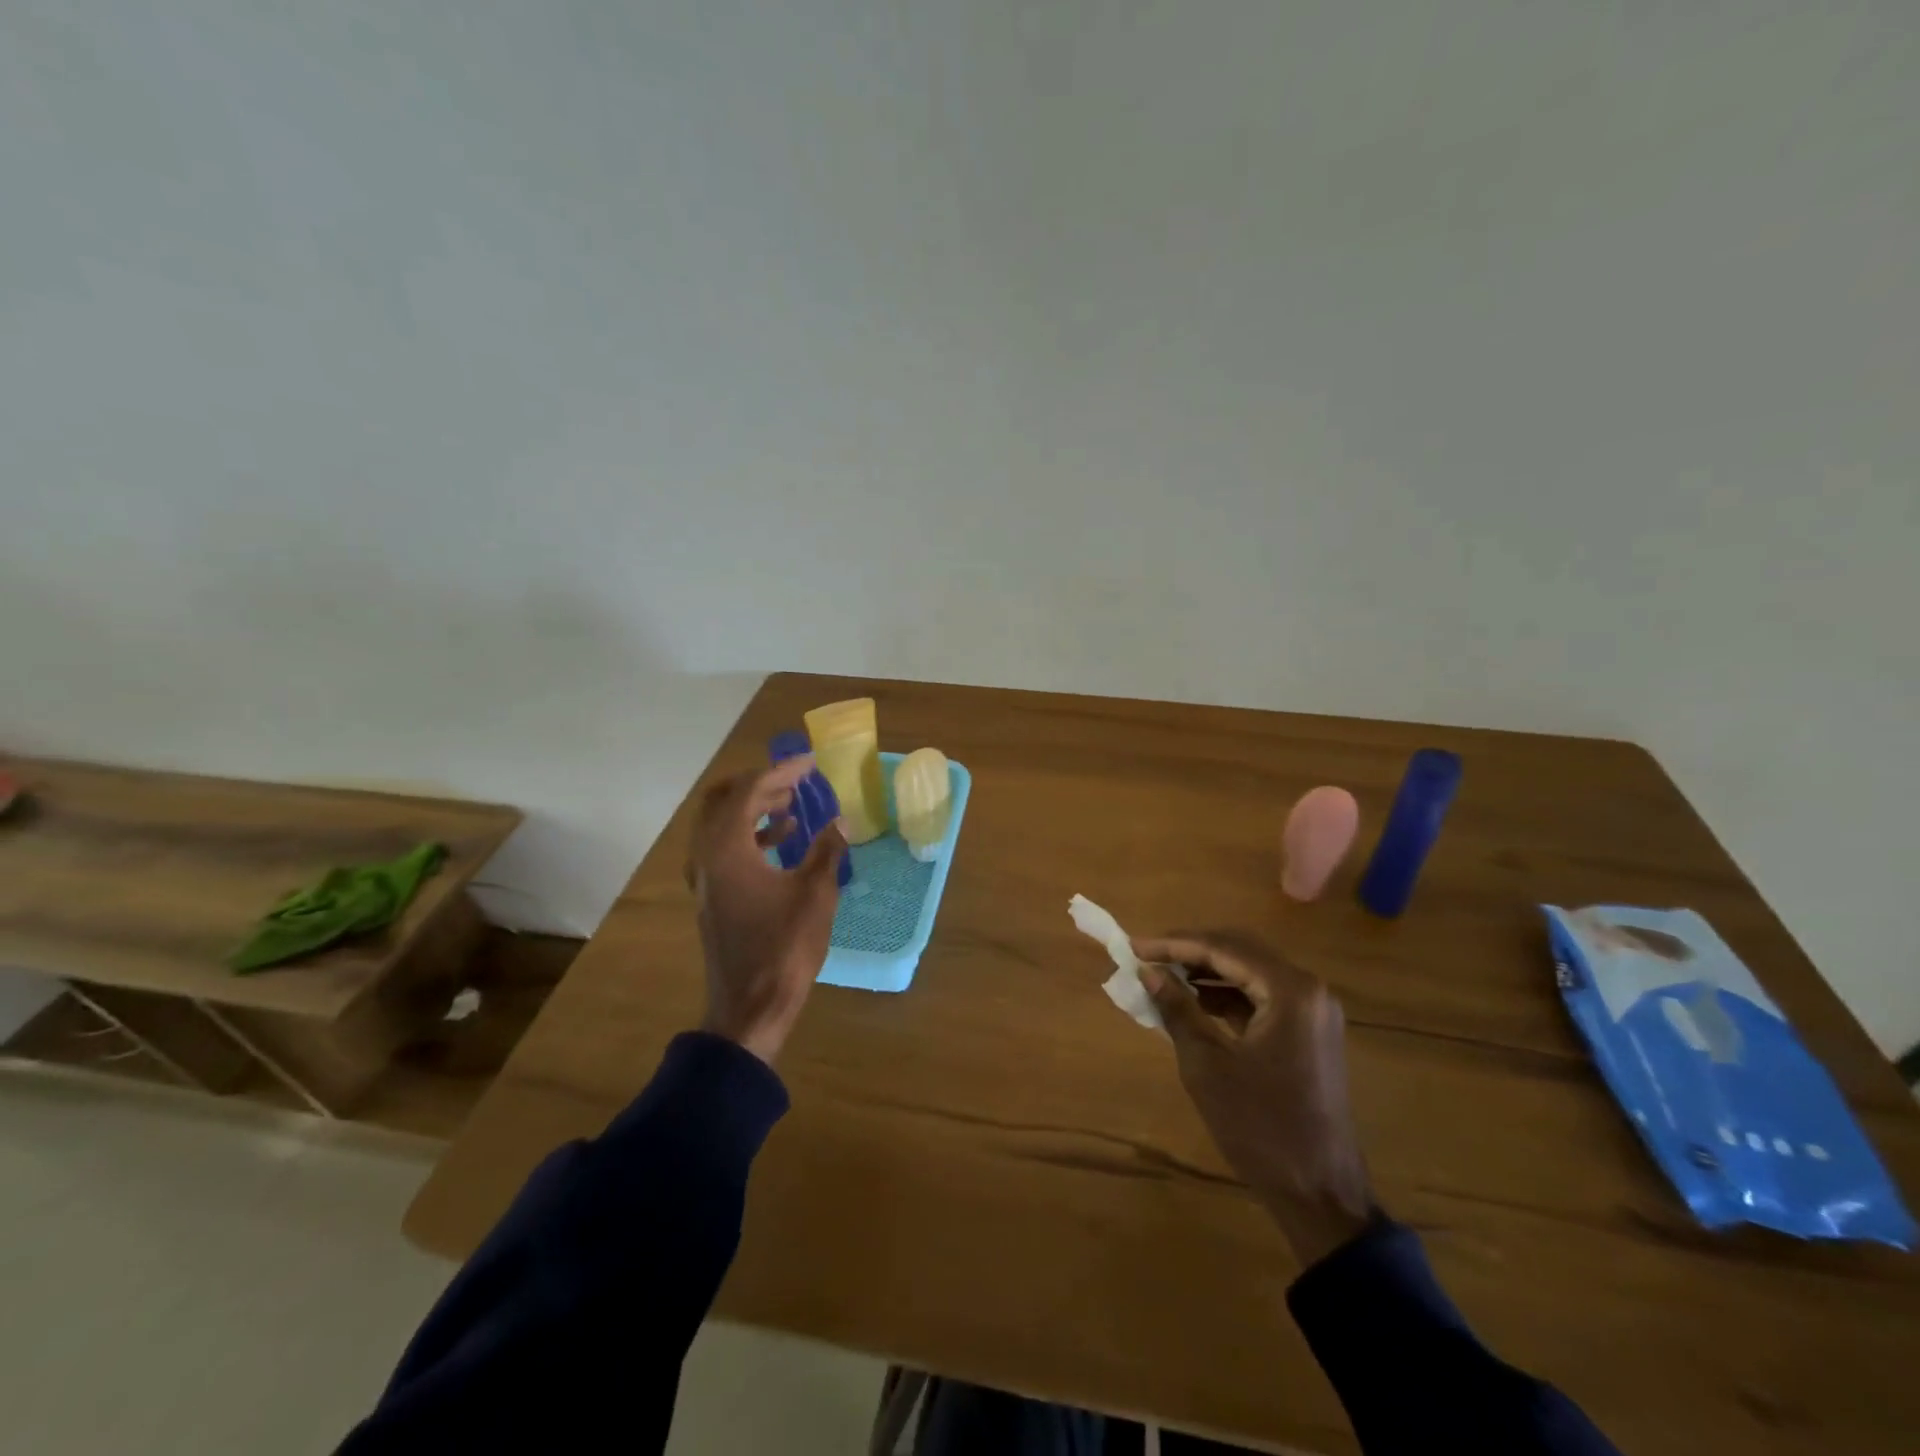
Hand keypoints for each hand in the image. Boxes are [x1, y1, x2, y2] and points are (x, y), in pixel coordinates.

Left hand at [684, 759, 845, 1064]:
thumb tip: (840, 821)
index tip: (810, 764)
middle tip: (794, 782)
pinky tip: (782, 843)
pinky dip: (749, 835)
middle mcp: (706, 856)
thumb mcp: (815, 894)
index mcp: (727, 848)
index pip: (748, 791)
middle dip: (759, 785)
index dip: (780, 772)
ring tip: (792, 806)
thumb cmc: (783, 947)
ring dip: (753, 809)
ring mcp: (704, 878)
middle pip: (723, 801)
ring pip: (720, 825)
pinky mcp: (711, 895)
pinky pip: (723, 848)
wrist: (750, 1006)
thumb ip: (826, 850)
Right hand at [1135, 933, 1375, 1268]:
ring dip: (1207, 970)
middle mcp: (1308, 990)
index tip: (1133, 946)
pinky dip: (1227, 995)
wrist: (1320, 1195)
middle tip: (1147, 955)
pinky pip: (1262, 997)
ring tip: (1163, 976)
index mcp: (1290, 991)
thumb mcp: (1207, 1066)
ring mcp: (1313, 1011)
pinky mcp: (1310, 1032)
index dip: (1174, 944)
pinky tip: (1195, 1002)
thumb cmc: (1260, 1128)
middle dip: (1190, 950)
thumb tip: (1148, 971)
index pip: (1223, 948)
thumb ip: (1177, 1010)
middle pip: (1240, 950)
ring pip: (1251, 971)